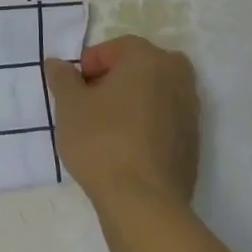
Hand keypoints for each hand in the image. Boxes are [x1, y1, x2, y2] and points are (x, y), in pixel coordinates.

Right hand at [44, 36, 198, 213]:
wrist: (144, 203)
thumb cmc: (102, 141)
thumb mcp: (69, 105)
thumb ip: (62, 78)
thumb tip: (57, 63)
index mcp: (148, 58)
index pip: (114, 48)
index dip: (89, 65)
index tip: (74, 90)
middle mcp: (176, 76)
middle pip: (139, 68)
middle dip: (114, 80)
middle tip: (90, 104)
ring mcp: (190, 111)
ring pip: (154, 94)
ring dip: (132, 102)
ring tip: (105, 128)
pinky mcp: (194, 143)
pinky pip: (164, 122)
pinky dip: (146, 126)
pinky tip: (125, 149)